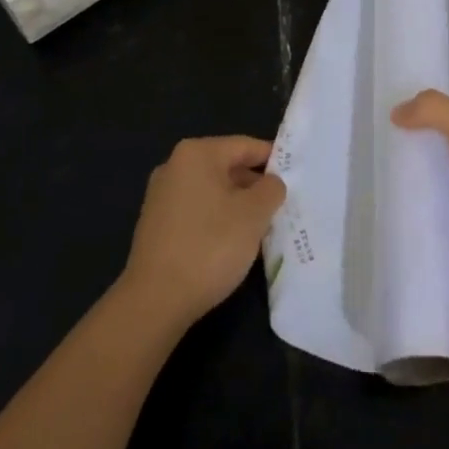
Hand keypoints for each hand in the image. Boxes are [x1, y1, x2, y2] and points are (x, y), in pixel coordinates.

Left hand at [120, 136, 286, 326]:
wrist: (154, 302)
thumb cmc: (210, 246)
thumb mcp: (254, 214)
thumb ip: (271, 189)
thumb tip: (271, 183)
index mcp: (197, 154)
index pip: (245, 146)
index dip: (273, 159)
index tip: (294, 176)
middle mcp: (174, 166)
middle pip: (226, 166)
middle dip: (254, 185)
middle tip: (280, 206)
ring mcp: (160, 196)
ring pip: (211, 191)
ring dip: (236, 205)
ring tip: (259, 228)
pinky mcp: (154, 225)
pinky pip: (195, 211)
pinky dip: (215, 220)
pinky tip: (230, 244)